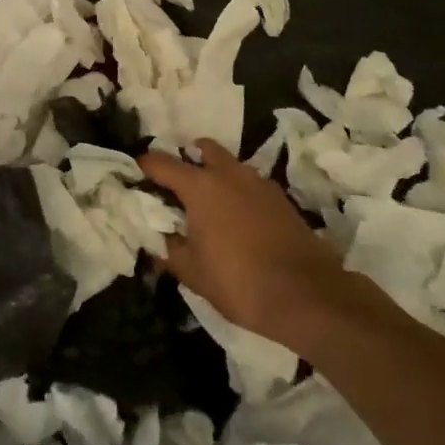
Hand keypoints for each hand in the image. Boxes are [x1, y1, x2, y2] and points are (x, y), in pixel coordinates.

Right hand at [141, 139, 346, 344]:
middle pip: (204, 149)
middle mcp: (229, 174)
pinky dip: (239, 191)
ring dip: (217, 173)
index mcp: (200, 186)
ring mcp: (259, 183)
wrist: (308, 295)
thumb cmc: (239, 281)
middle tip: (178, 183)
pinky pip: (251, 184)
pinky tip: (238, 218)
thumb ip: (169, 250)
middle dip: (188, 158)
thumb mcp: (192, 272)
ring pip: (231, 165)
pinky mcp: (282, 199)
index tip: (136, 171)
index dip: (145, 165)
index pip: (162, 163)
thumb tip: (156, 239)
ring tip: (209, 202)